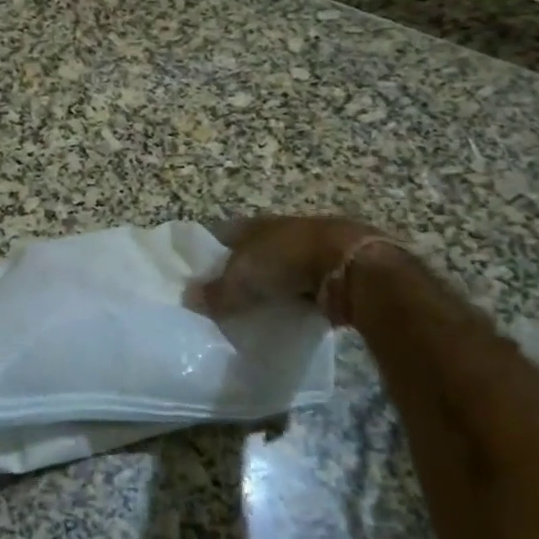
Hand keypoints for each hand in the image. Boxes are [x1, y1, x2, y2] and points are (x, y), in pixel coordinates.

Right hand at [188, 216, 383, 323]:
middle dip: (241, 271)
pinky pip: (304, 284)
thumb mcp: (243, 278)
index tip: (200, 277)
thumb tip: (187, 298)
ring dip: (271, 285)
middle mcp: (280, 230)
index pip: (223, 235)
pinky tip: (288, 314)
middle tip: (226, 299)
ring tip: (256, 310)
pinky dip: (295, 297)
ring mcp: (308, 247)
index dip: (210, 254)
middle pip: (252, 251)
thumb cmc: (287, 260)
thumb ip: (216, 291)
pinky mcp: (332, 268)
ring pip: (279, 267)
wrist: (351, 264)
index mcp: (254, 224)